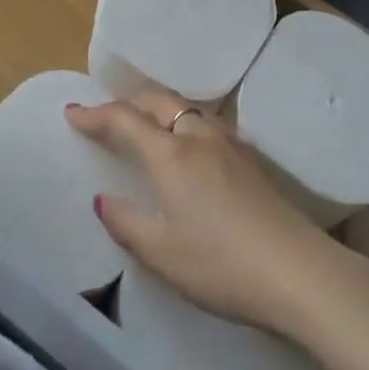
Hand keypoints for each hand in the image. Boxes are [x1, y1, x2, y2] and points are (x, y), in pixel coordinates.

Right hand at [65, 88, 350, 336]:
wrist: (295, 268)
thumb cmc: (219, 263)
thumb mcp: (162, 253)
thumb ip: (127, 222)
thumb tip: (103, 198)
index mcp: (170, 153)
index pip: (125, 120)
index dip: (95, 114)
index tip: (72, 112)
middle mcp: (198, 135)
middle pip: (158, 101)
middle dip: (128, 102)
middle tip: (107, 115)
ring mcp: (228, 142)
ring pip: (186, 108)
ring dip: (158, 108)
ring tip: (144, 123)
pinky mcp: (249, 156)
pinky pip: (205, 123)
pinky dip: (183, 122)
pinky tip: (187, 145)